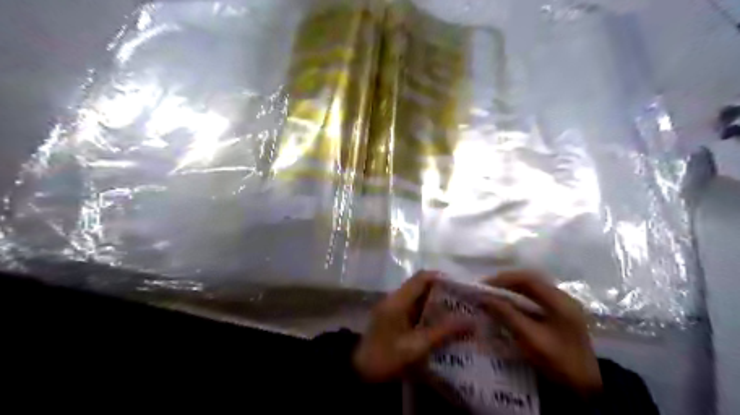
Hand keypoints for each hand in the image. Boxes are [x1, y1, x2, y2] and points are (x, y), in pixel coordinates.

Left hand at [353, 272, 472, 381]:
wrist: (359, 371)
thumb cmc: (386, 357)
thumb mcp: (416, 347)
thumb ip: (443, 332)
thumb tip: (471, 321)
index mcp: (398, 300)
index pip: (422, 278)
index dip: (443, 278)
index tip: (463, 287)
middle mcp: (395, 298)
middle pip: (421, 285)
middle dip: (443, 291)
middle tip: (465, 301)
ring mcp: (393, 306)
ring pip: (419, 296)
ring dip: (437, 302)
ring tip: (459, 311)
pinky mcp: (393, 316)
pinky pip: (414, 306)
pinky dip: (429, 311)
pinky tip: (442, 323)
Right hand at [487, 272, 599, 396]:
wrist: (588, 389)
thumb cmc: (558, 361)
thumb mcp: (529, 337)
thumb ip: (506, 314)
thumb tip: (483, 298)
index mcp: (559, 300)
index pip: (527, 279)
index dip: (503, 279)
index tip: (483, 286)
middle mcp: (562, 298)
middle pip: (529, 282)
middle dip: (506, 283)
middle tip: (486, 291)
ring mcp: (563, 308)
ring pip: (532, 291)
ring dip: (511, 291)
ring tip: (493, 298)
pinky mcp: (561, 318)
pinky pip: (535, 301)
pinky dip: (519, 301)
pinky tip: (508, 309)